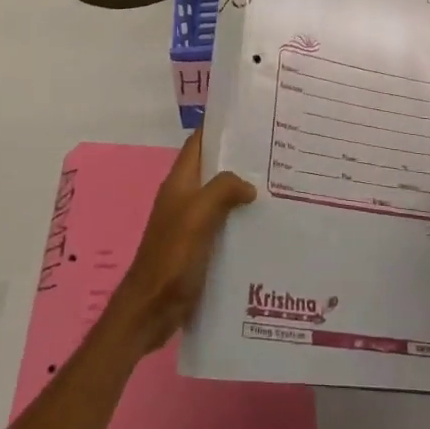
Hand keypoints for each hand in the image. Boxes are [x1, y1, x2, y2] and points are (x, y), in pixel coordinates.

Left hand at [104, 128, 254, 353]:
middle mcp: (184, 198)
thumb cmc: (171, 257)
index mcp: (179, 183)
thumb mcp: (197, 215)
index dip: (219, 127)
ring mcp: (190, 224)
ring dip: (243, 191)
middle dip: (239, 159)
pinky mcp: (199, 247)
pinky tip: (265, 225)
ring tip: (279, 187)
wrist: (150, 310)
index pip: (198, 143)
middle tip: (276, 154)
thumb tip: (248, 185)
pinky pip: (223, 224)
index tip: (251, 118)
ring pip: (220, 197)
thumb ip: (222, 190)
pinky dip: (241, 220)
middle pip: (212, 169)